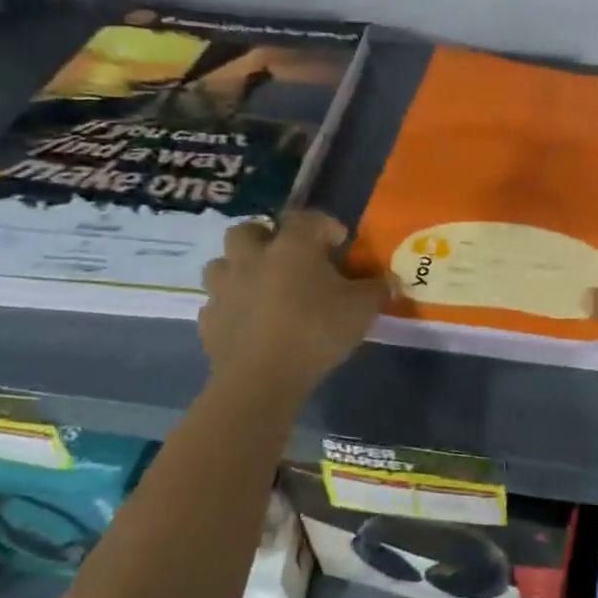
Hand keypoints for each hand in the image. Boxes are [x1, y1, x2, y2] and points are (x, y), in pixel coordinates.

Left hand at [199, 211, 388, 391]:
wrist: (261, 379)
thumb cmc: (316, 331)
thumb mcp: (363, 308)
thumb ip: (376, 288)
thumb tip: (388, 281)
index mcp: (292, 246)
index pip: (307, 218)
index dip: (325, 225)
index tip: (340, 243)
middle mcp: (252, 258)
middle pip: (248, 230)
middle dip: (266, 237)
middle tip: (287, 256)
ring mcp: (224, 289)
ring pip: (223, 264)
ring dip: (240, 269)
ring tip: (263, 287)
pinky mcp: (209, 321)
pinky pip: (217, 303)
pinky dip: (232, 307)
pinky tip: (250, 321)